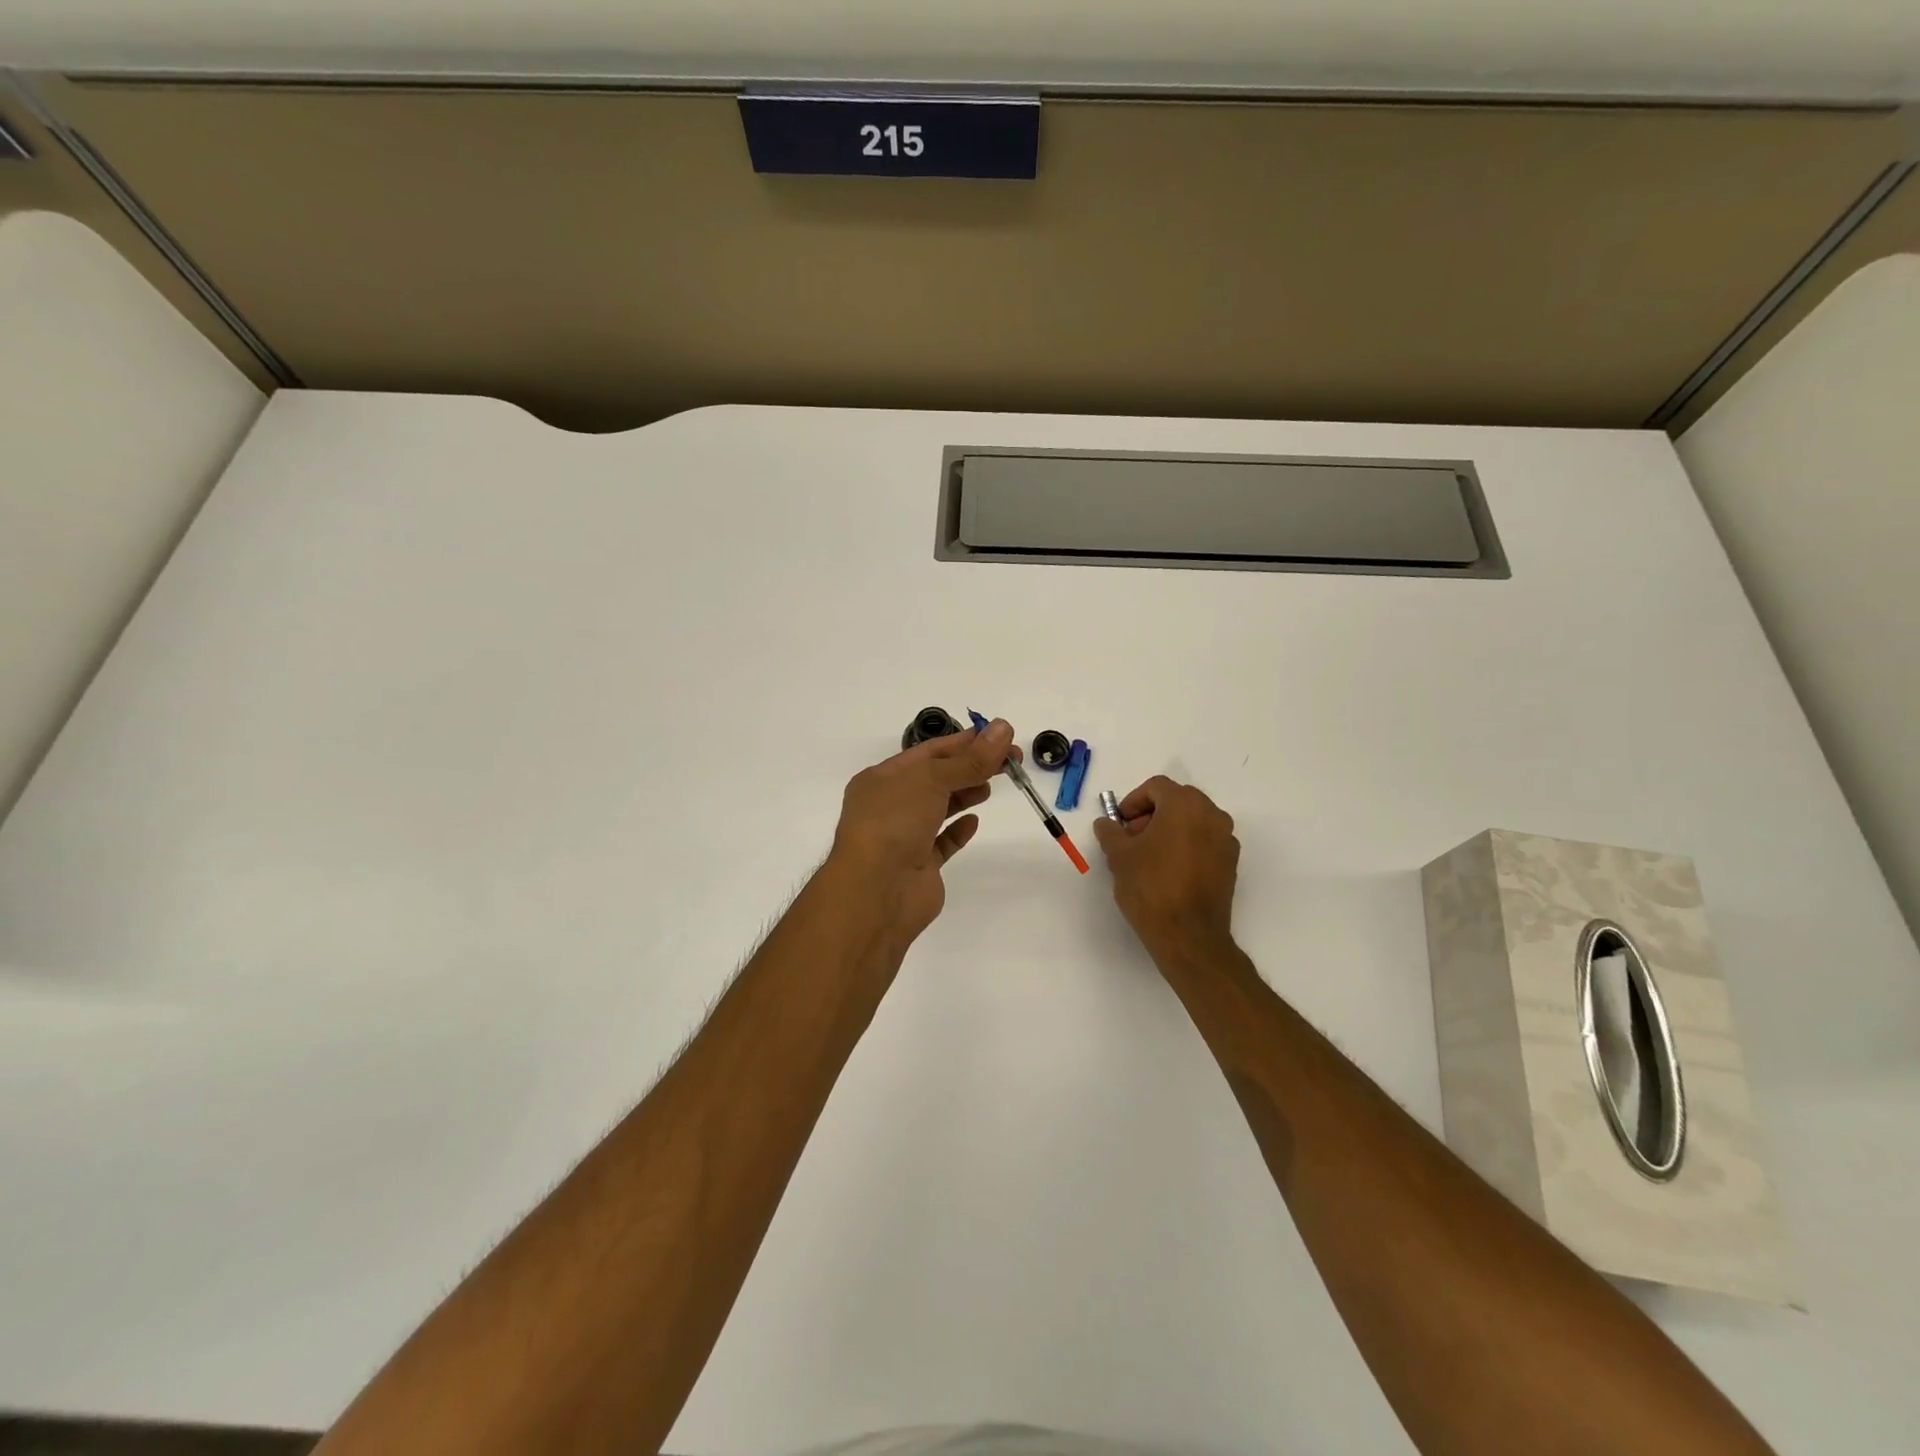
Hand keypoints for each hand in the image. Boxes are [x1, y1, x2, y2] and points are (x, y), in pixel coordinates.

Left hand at [825, 719, 1014, 948]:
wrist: (875, 892)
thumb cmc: (894, 823)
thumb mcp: (932, 780)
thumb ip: (970, 759)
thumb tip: (1003, 728)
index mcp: (881, 778)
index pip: (928, 752)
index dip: (964, 742)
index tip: (999, 737)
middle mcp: (889, 805)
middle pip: (936, 779)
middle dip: (970, 767)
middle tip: (1009, 761)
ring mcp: (903, 837)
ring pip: (938, 809)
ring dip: (964, 794)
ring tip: (990, 787)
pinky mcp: (918, 865)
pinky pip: (941, 842)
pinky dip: (958, 830)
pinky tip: (974, 822)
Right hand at [1093, 776, 1240, 960]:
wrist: (1188, 935)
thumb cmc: (1151, 887)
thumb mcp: (1119, 856)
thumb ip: (1110, 832)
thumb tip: (1106, 824)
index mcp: (1185, 806)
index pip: (1156, 787)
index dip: (1133, 801)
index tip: (1120, 824)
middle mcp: (1212, 815)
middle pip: (1178, 800)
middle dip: (1152, 814)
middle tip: (1132, 838)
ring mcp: (1226, 840)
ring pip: (1194, 821)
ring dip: (1170, 829)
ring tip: (1149, 856)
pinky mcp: (1231, 863)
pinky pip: (1205, 841)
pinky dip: (1187, 845)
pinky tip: (1169, 870)